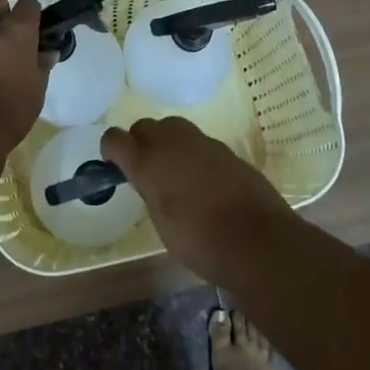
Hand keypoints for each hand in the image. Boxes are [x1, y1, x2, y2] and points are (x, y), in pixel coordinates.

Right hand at [99, 117, 289, 283]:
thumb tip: (150, 182)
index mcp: (148, 164)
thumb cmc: (201, 242)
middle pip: (144, 126)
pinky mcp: (225, 148)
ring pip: (172, 127)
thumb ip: (151, 192)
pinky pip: (198, 141)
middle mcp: (172, 144)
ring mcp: (201, 142)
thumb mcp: (162, 224)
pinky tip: (202, 179)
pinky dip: (192, 153)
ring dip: (166, 142)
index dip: (111, 150)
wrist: (258, 240)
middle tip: (146, 170)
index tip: (115, 167)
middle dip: (139, 142)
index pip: (115, 138)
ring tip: (174, 172)